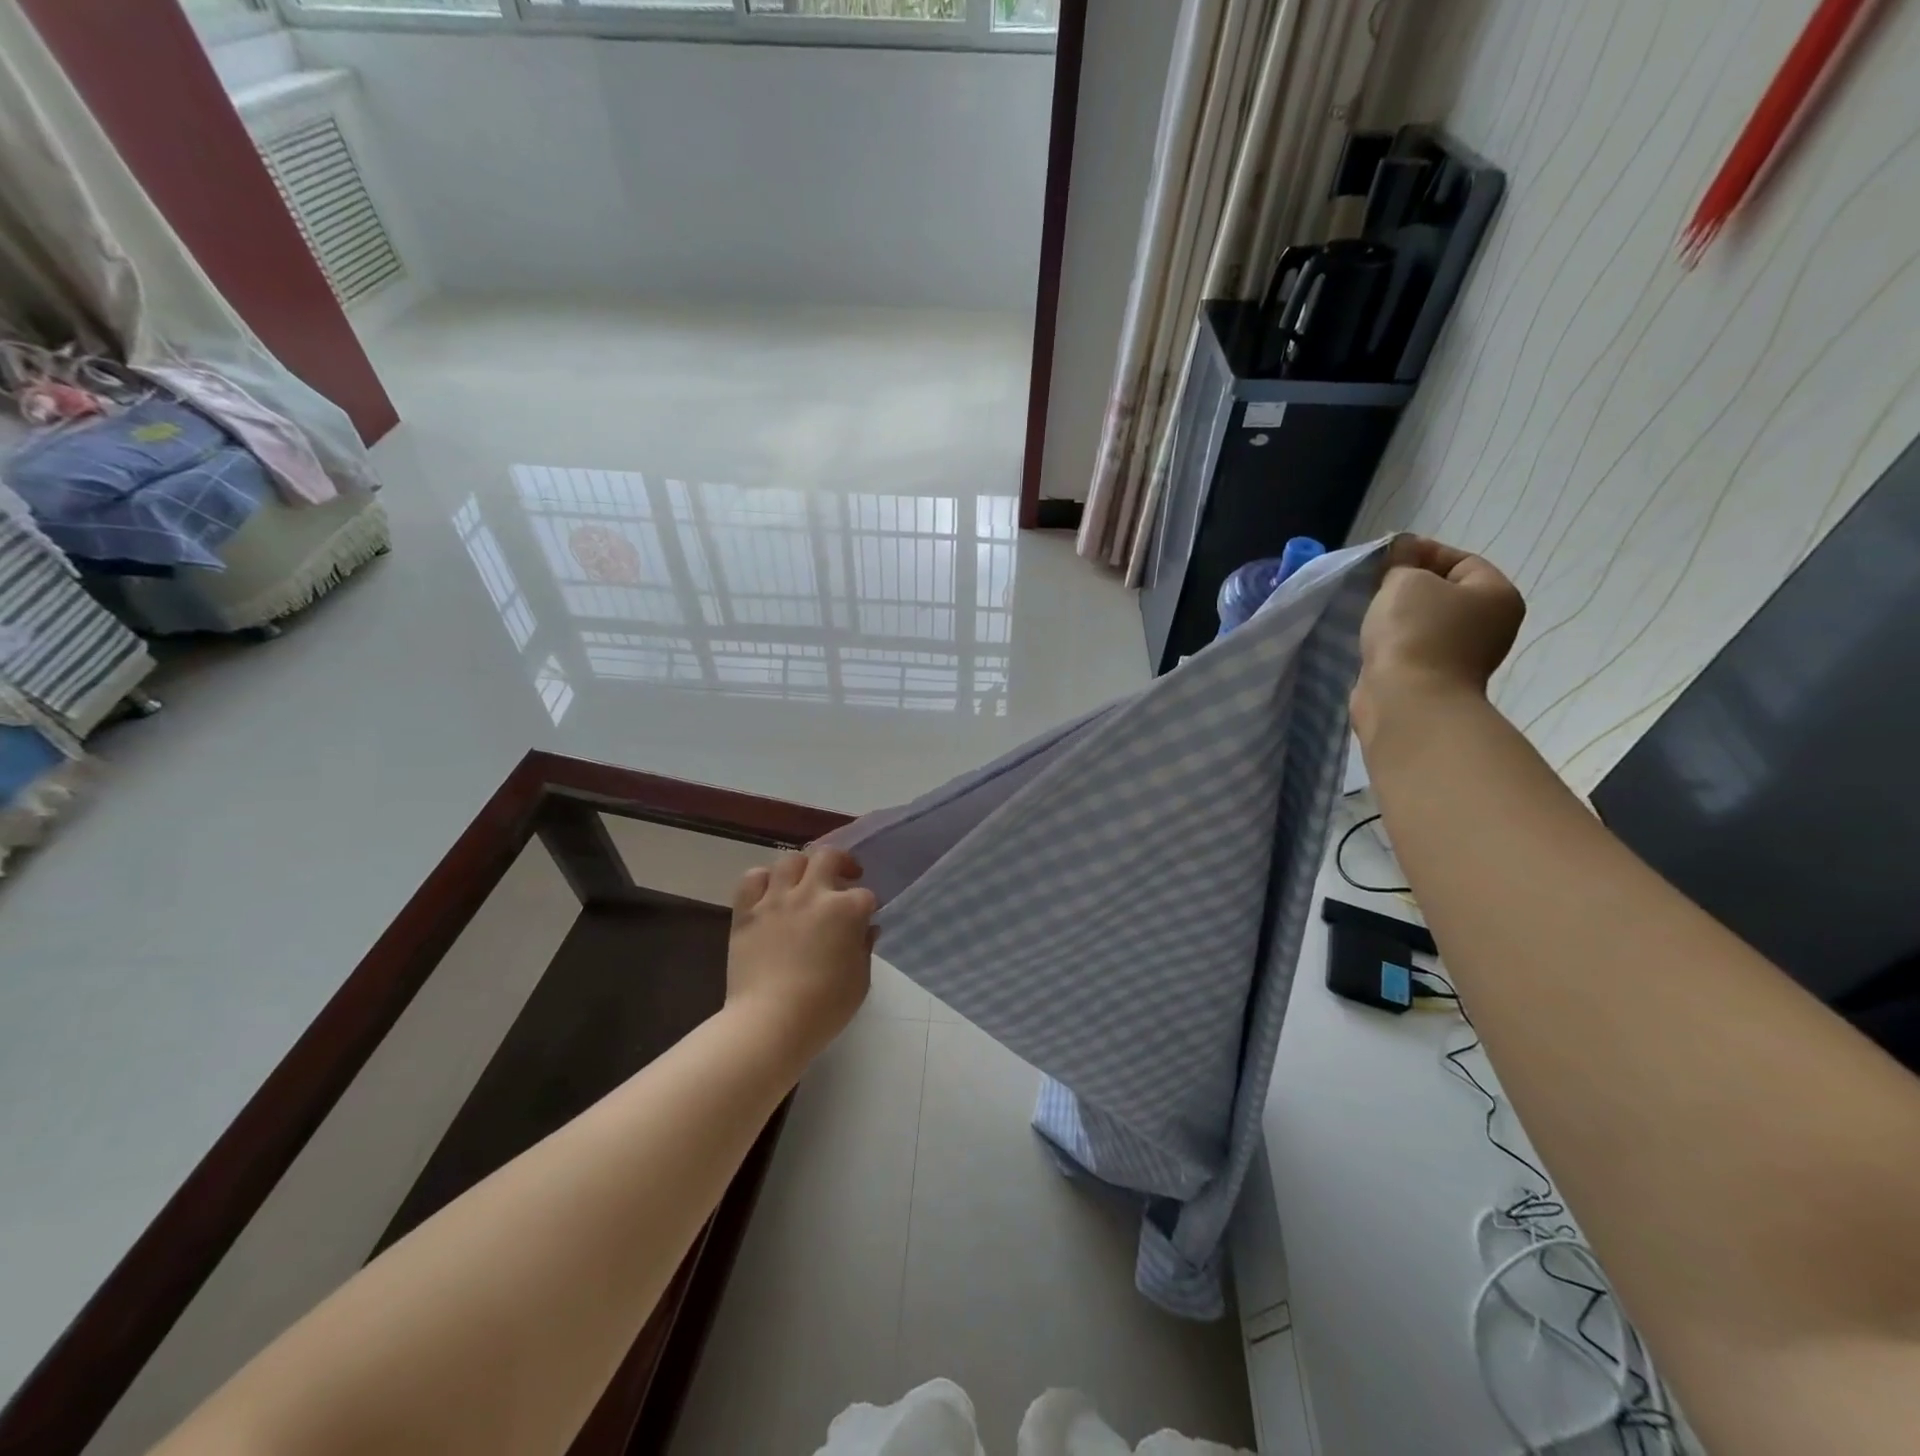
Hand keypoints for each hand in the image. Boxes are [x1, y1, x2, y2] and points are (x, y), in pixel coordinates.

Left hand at [726, 847, 876, 1063]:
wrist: (769, 1023)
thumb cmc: (824, 1008)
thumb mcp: (860, 981)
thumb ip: (864, 948)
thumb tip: (865, 929)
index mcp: (846, 910)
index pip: (865, 895)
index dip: (867, 907)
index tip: (864, 920)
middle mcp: (812, 894)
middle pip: (829, 856)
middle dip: (841, 862)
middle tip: (844, 876)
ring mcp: (776, 900)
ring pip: (790, 860)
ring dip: (803, 867)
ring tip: (805, 881)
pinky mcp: (747, 911)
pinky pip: (752, 879)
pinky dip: (763, 880)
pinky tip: (770, 892)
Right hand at [1352, 535, 1523, 739]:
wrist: (1407, 700)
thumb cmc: (1414, 632)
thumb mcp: (1405, 581)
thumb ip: (1402, 562)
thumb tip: (1402, 552)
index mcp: (1496, 595)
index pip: (1462, 560)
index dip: (1422, 553)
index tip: (1385, 558)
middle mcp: (1490, 625)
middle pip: (1445, 592)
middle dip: (1409, 586)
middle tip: (1373, 585)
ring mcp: (1464, 656)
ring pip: (1427, 623)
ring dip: (1399, 617)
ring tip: (1369, 614)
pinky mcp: (1436, 679)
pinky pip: (1414, 648)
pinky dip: (1395, 643)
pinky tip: (1373, 641)